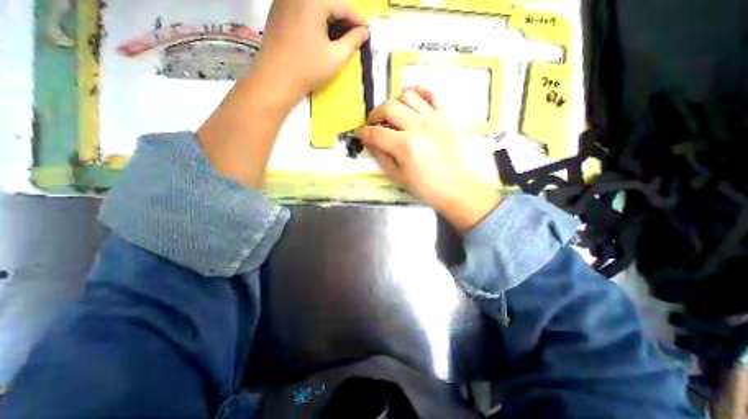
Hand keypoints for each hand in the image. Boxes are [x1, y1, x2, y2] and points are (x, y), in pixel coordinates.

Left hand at [250, 0, 366, 103]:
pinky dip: (315, 16)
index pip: (342, 5)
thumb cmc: (308, 69)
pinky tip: (321, 30)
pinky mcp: (277, 10)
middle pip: (327, 1)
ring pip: (314, 4)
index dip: (357, 19)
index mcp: (313, 1)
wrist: (276, 79)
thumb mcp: (336, 57)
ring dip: (329, 15)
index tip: (367, 30)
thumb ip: (353, 42)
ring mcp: (284, 0)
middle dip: (343, 16)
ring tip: (340, 32)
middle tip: (354, 31)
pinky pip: (301, 7)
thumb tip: (363, 32)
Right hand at [355, 87, 501, 233]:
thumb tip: (370, 142)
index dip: (363, 132)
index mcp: (405, 146)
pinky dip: (418, 91)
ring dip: (394, 102)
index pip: (376, 133)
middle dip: (375, 115)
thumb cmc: (425, 187)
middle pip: (388, 107)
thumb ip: (381, 156)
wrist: (456, 187)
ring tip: (393, 114)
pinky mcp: (446, 115)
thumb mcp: (397, 176)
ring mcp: (434, 118)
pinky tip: (411, 99)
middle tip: (374, 124)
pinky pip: (431, 93)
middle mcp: (418, 127)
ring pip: (407, 95)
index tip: (359, 133)